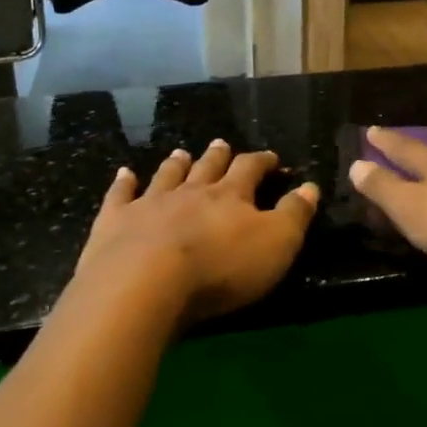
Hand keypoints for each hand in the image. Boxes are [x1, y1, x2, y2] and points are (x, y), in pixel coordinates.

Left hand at [75, 141, 319, 326]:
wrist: (146, 282)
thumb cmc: (221, 268)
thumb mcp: (276, 245)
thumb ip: (294, 214)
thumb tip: (310, 186)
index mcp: (230, 196)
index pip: (250, 169)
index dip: (262, 162)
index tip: (270, 158)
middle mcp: (190, 191)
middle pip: (207, 168)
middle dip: (217, 156)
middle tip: (221, 144)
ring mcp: (150, 203)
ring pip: (167, 176)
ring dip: (176, 164)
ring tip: (181, 153)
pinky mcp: (115, 220)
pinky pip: (121, 194)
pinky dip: (124, 182)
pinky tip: (125, 173)